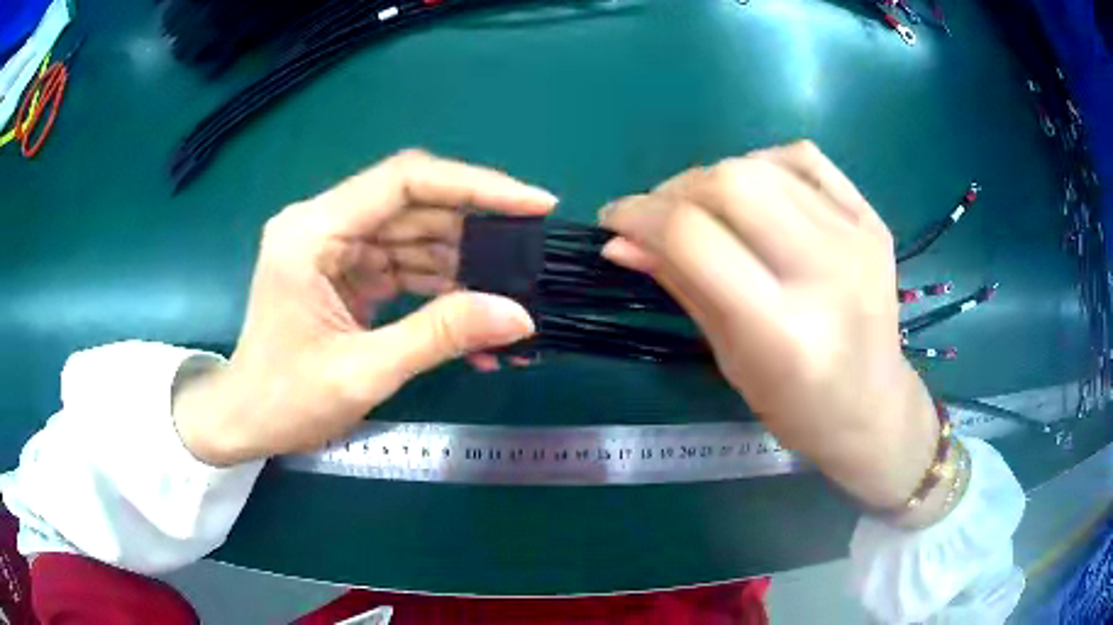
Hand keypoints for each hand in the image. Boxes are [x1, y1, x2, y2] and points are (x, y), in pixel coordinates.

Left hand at [173, 150, 556, 465]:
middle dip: (477, 233)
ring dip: (463, 268)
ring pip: (416, 236)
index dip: (475, 186)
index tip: (534, 204)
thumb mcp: (362, 373)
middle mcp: (324, 224)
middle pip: (415, 205)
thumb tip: (519, 316)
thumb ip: (439, 337)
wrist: (244, 422)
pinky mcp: (346, 271)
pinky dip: (441, 290)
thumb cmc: (285, 401)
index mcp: (313, 231)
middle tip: (531, 259)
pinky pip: (405, 266)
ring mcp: (336, 247)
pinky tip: (473, 320)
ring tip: (509, 303)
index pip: (404, 181)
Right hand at [599, 141, 939, 512]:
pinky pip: (804, 158)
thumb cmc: (797, 407)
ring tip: (700, 207)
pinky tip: (753, 191)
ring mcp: (857, 238)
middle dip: (673, 190)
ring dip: (711, 177)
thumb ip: (680, 286)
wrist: (875, 406)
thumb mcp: (729, 358)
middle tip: (657, 215)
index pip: (693, 238)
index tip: (614, 220)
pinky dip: (763, 162)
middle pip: (731, 184)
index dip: (639, 216)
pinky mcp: (872, 220)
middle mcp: (826, 272)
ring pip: (762, 165)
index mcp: (782, 330)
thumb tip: (620, 242)